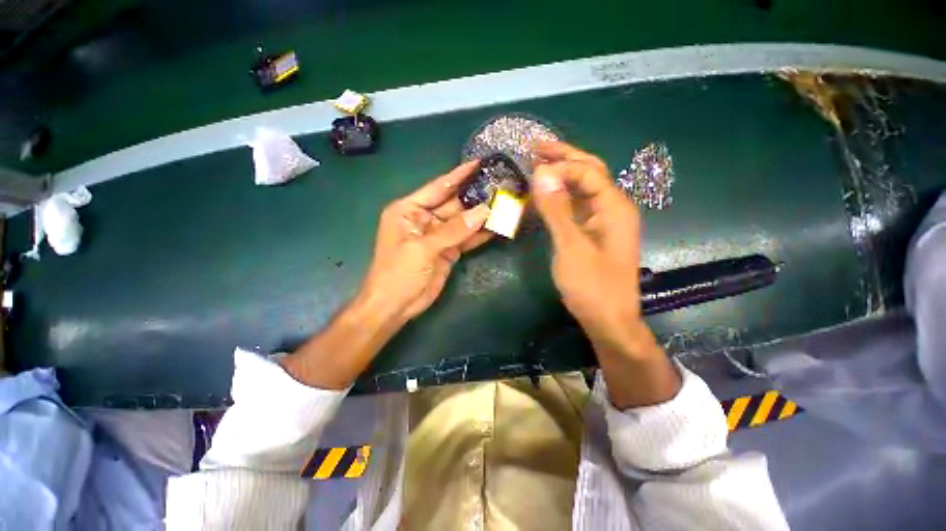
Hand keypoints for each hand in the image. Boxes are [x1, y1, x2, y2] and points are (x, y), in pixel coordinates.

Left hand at [360, 160, 491, 322]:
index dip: (458, 176)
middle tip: (499, 185)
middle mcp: (425, 219)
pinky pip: (466, 239)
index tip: (478, 163)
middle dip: (475, 196)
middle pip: (454, 204)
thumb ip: (453, 230)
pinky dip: (480, 234)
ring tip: (504, 203)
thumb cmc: (398, 272)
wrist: (395, 305)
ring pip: (463, 222)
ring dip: (481, 215)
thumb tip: (484, 211)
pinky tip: (497, 227)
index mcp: (409, 210)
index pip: (438, 187)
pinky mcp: (448, 251)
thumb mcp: (422, 248)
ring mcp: (438, 236)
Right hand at [531, 141, 679, 406]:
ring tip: (536, 165)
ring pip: (581, 189)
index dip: (560, 166)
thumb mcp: (571, 247)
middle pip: (588, 172)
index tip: (532, 167)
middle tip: (535, 147)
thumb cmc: (592, 285)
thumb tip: (541, 174)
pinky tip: (544, 195)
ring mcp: (603, 220)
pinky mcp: (593, 232)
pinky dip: (560, 198)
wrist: (607, 318)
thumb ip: (556, 210)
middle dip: (563, 157)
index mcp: (614, 207)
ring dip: (560, 176)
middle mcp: (612, 207)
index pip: (587, 171)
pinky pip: (576, 207)